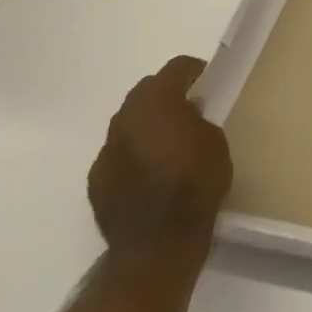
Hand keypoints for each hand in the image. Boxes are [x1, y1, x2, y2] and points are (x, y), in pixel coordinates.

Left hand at [88, 56, 231, 262]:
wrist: (158, 243)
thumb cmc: (196, 185)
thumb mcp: (215, 142)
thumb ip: (198, 119)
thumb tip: (188, 113)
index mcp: (157, 102)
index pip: (176, 68)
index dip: (195, 71)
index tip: (209, 81)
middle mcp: (125, 118)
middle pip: (146, 90)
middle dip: (167, 94)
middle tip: (190, 109)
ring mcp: (106, 149)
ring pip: (129, 122)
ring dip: (148, 124)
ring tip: (169, 143)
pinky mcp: (97, 178)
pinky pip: (118, 153)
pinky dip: (134, 153)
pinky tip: (151, 172)